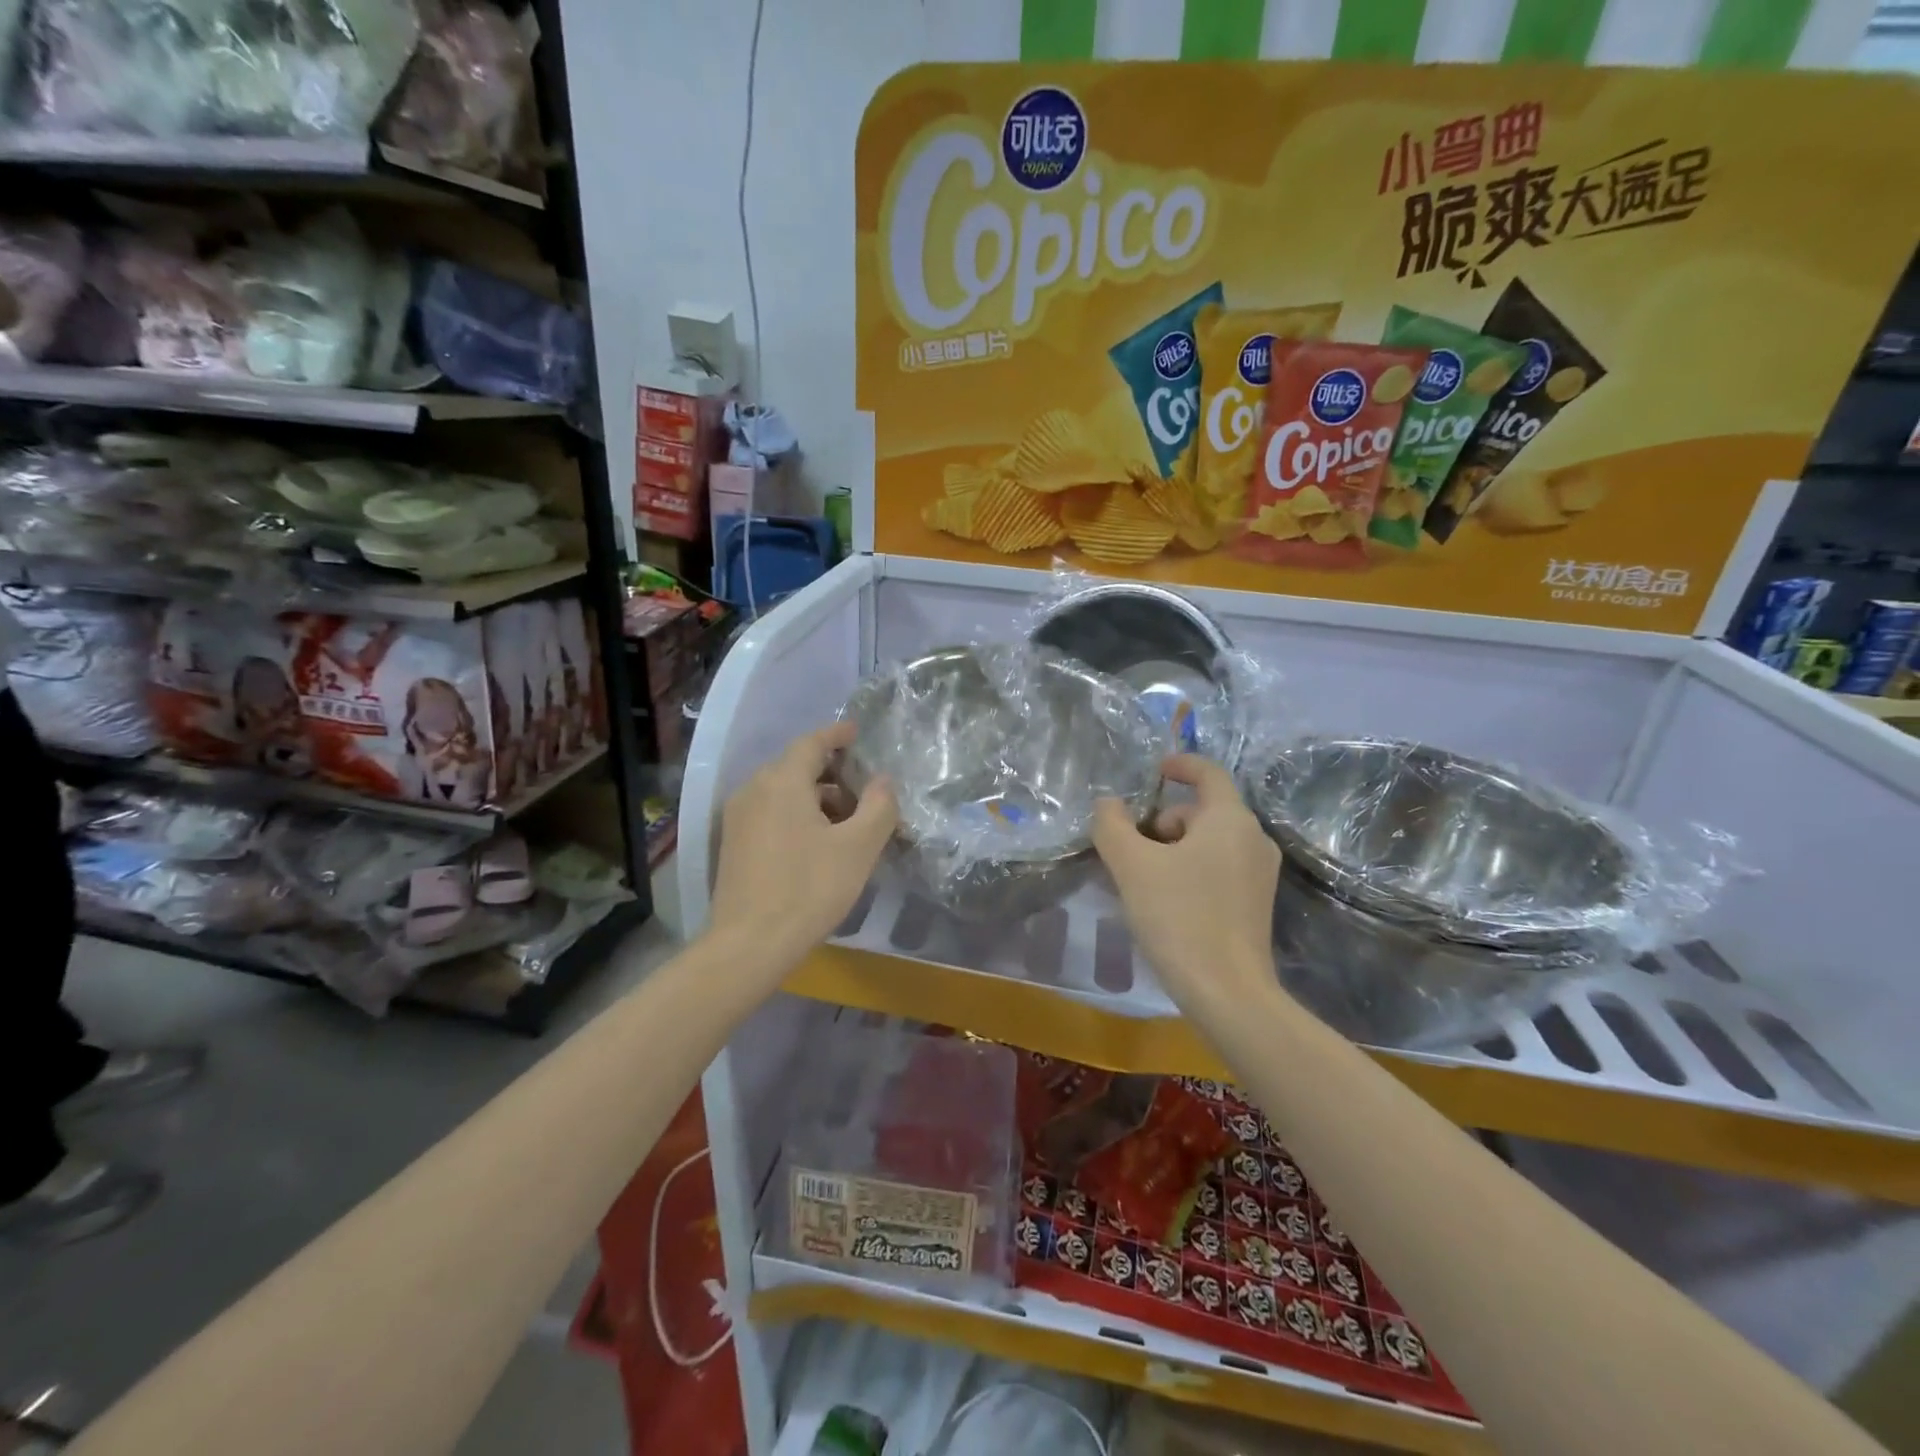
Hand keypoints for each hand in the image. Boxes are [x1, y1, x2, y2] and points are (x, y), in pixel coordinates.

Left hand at [707, 721, 896, 974]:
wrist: (750, 944)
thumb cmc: (810, 888)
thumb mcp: (859, 847)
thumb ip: (879, 806)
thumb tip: (882, 780)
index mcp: (781, 781)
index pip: (812, 743)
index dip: (837, 734)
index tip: (858, 733)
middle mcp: (754, 789)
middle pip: (796, 766)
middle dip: (832, 771)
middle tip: (863, 788)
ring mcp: (738, 817)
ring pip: (782, 791)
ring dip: (816, 796)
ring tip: (847, 821)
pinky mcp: (733, 844)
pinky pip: (770, 812)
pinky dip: (796, 814)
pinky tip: (818, 842)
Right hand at [1093, 755, 1280, 1012]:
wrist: (1228, 993)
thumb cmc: (1180, 917)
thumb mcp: (1132, 866)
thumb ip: (1112, 825)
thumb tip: (1108, 804)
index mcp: (1230, 819)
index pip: (1208, 773)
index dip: (1180, 764)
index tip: (1154, 770)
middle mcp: (1253, 839)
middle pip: (1202, 811)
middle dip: (1163, 820)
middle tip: (1129, 848)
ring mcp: (1259, 873)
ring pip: (1208, 841)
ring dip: (1172, 848)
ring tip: (1140, 878)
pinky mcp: (1256, 903)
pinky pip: (1217, 867)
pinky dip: (1188, 869)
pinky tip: (1164, 900)